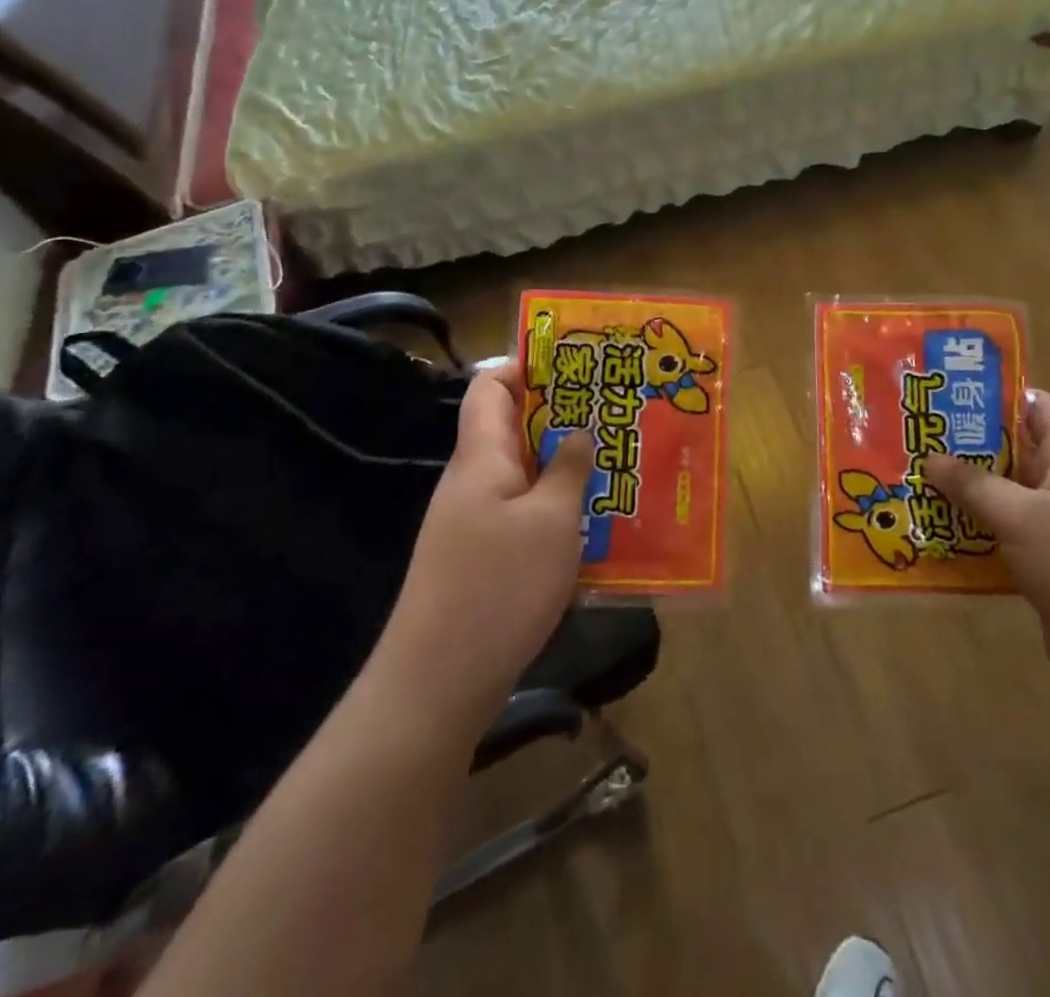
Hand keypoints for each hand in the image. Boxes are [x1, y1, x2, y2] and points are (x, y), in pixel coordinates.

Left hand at [371, 360, 594, 747]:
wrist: (437, 682)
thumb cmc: (498, 587)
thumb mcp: (551, 521)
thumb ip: (568, 468)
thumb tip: (579, 429)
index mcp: (481, 457)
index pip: (491, 387)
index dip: (526, 366)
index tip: (577, 365)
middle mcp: (471, 481)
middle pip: (510, 428)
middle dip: (560, 416)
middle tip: (612, 414)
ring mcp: (472, 522)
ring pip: (521, 474)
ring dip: (562, 464)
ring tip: (613, 461)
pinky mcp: (480, 558)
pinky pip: (521, 513)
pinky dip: (554, 507)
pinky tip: (590, 521)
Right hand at [925, 392, 1049, 734]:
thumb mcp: (1025, 518)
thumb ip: (974, 485)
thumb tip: (929, 457)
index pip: (1036, 406)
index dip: (993, 393)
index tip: (940, 389)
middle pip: (1008, 451)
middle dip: (959, 445)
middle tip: (905, 435)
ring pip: (997, 498)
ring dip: (956, 494)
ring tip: (901, 479)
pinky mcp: (1041, 569)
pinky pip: (996, 540)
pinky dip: (965, 536)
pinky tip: (923, 534)